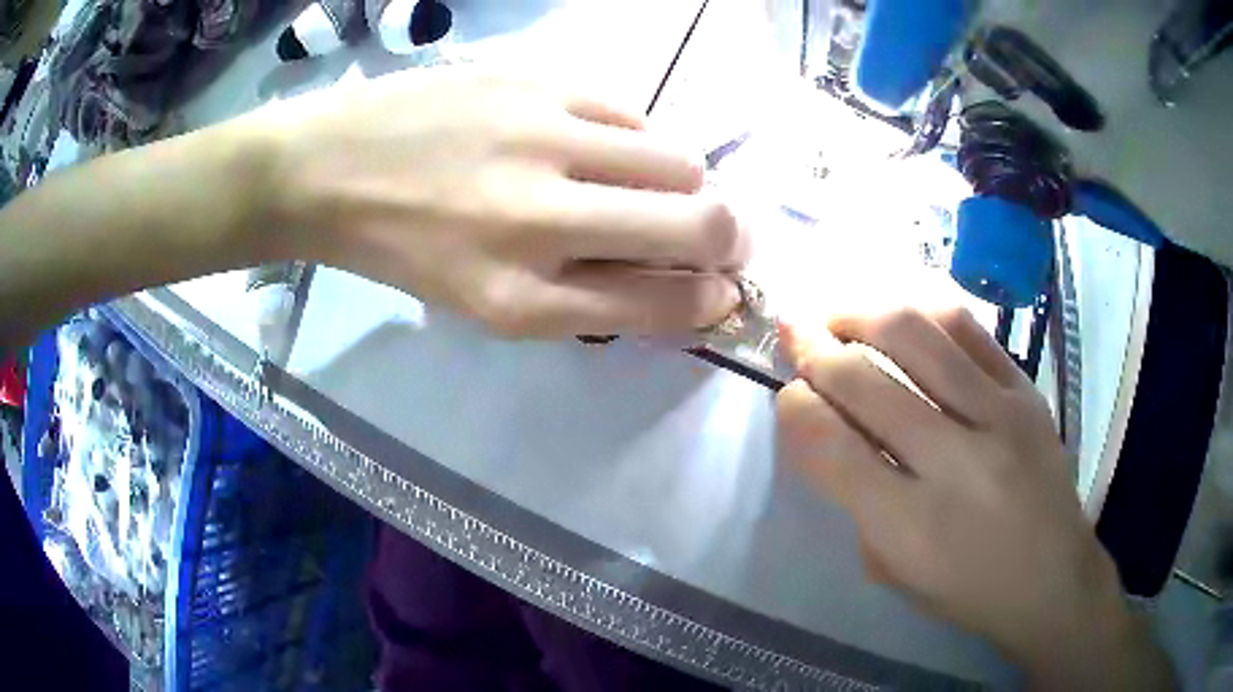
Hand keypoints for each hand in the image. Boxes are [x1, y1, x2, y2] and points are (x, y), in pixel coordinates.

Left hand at [252, 68, 747, 337]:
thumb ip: (587, 296)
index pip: (664, 303)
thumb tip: (681, 282)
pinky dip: (639, 137)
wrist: (328, 170)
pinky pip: (632, 112)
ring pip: (680, 159)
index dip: (712, 299)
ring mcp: (540, 138)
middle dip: (733, 238)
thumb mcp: (485, 303)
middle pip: (697, 224)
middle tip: (729, 236)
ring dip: (690, 183)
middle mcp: (539, 222)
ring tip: (659, 186)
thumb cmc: (403, 249)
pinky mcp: (535, 82)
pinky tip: (607, 146)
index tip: (724, 288)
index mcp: (521, 299)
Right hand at [776, 309, 1172, 689]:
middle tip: (794, 331)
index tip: (789, 395)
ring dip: (862, 313)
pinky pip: (968, 328)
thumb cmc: (966, 590)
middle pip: (866, 382)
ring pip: (916, 335)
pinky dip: (923, 310)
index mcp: (910, 525)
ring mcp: (998, 416)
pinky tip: (899, 311)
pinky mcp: (1026, 391)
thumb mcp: (894, 570)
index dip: (796, 408)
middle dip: (815, 349)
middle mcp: (954, 462)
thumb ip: (856, 500)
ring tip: (839, 312)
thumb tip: (826, 426)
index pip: (831, 445)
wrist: (1053, 578)